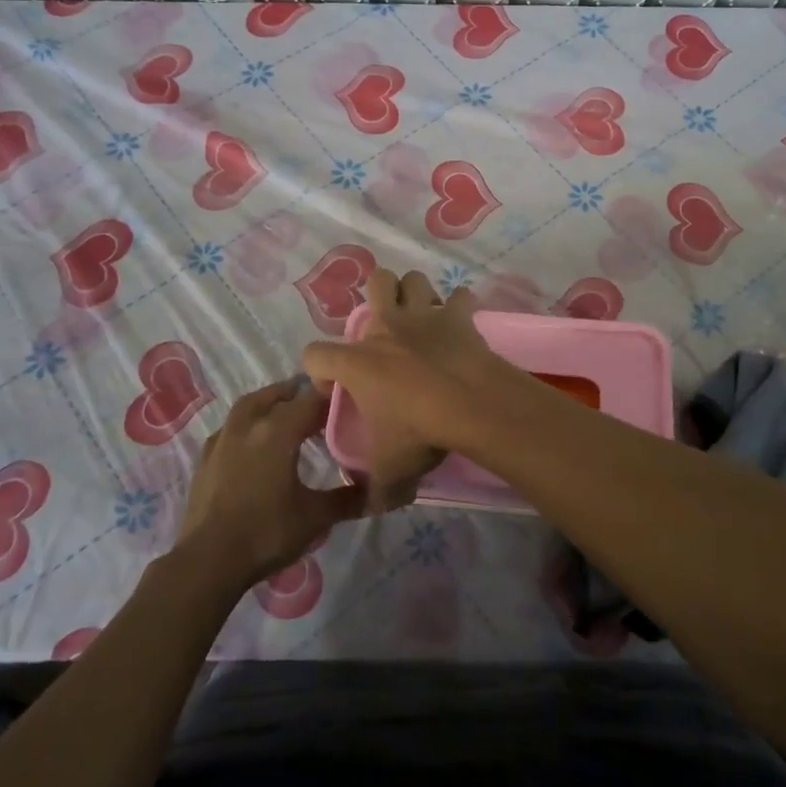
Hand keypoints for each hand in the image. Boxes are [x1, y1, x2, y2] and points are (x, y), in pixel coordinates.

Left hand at [176, 379, 365, 585]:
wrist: (207, 562)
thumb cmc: (266, 533)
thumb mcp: (315, 517)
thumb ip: (348, 499)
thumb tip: (377, 490)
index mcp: (278, 431)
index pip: (312, 399)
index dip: (332, 396)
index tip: (350, 402)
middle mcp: (249, 425)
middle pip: (277, 395)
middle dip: (300, 394)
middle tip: (320, 404)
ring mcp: (223, 440)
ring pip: (249, 405)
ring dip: (270, 402)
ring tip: (286, 413)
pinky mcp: (205, 459)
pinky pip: (230, 427)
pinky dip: (247, 424)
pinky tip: (253, 441)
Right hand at [302, 269, 518, 509]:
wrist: (470, 404)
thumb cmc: (420, 431)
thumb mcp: (391, 468)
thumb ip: (377, 488)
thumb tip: (373, 507)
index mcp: (357, 362)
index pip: (315, 354)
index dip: (320, 370)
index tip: (336, 389)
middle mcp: (386, 329)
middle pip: (374, 282)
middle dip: (378, 295)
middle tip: (386, 327)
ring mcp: (423, 316)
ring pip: (414, 279)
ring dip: (416, 293)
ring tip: (421, 316)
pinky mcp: (458, 317)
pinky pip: (460, 298)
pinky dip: (460, 307)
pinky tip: (461, 322)